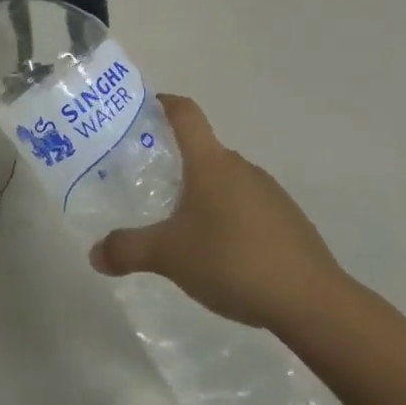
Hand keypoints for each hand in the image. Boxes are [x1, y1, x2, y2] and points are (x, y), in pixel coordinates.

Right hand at [88, 95, 346, 331]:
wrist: (312, 301)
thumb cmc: (232, 260)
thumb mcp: (169, 256)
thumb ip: (128, 250)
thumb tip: (94, 254)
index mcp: (210, 162)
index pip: (186, 113)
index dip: (165, 103)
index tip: (145, 107)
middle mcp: (241, 167)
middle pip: (204, 150)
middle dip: (177, 161)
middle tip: (150, 182)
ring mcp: (270, 193)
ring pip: (227, 181)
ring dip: (204, 193)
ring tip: (182, 224)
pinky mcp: (289, 221)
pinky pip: (249, 207)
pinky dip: (229, 217)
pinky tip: (222, 253)